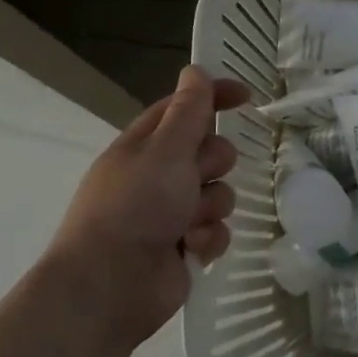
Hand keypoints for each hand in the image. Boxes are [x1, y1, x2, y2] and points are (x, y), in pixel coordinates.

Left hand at [45, 66, 250, 347]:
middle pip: (208, 152)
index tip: (247, 96)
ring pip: (218, 193)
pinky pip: (216, 230)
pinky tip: (193, 248)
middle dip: (214, 163)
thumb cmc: (135, 207)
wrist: (110, 287)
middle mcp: (156, 177)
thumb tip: (194, 70)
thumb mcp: (165, 149)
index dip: (213, 97)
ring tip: (191, 223)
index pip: (183, 109)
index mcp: (143, 148)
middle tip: (200, 176)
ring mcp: (169, 214)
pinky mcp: (183, 247)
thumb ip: (188, 111)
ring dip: (212, 206)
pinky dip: (209, 238)